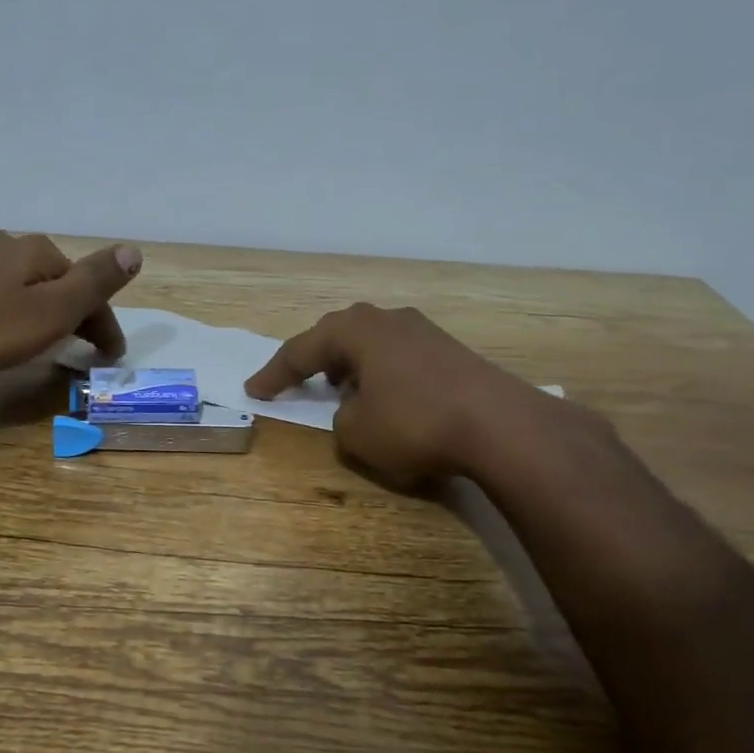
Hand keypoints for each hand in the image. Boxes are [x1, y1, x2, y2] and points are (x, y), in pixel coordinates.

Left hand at [0, 231, 141, 381]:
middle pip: (56, 283)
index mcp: (38, 252)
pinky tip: (1, 331)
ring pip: (25, 288)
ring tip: (46, 344)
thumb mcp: (51, 310)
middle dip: (75, 315)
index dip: (104, 324)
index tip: (110, 358)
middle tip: (83, 353)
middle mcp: (7, 246)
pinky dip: (12, 314)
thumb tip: (134, 250)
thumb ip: (94, 282)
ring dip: (43, 313)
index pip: (86, 287)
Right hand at [245, 303, 566, 485]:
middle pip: (338, 335)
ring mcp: (424, 331)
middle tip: (298, 381)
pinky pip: (399, 357)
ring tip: (342, 390)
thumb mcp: (357, 433)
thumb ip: (340, 419)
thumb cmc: (414, 423)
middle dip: (315, 360)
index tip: (254, 390)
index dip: (274, 374)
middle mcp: (388, 319)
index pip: (301, 350)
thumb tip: (354, 410)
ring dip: (351, 366)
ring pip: (372, 344)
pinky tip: (388, 398)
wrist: (499, 424)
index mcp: (356, 330)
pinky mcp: (450, 350)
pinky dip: (382, 375)